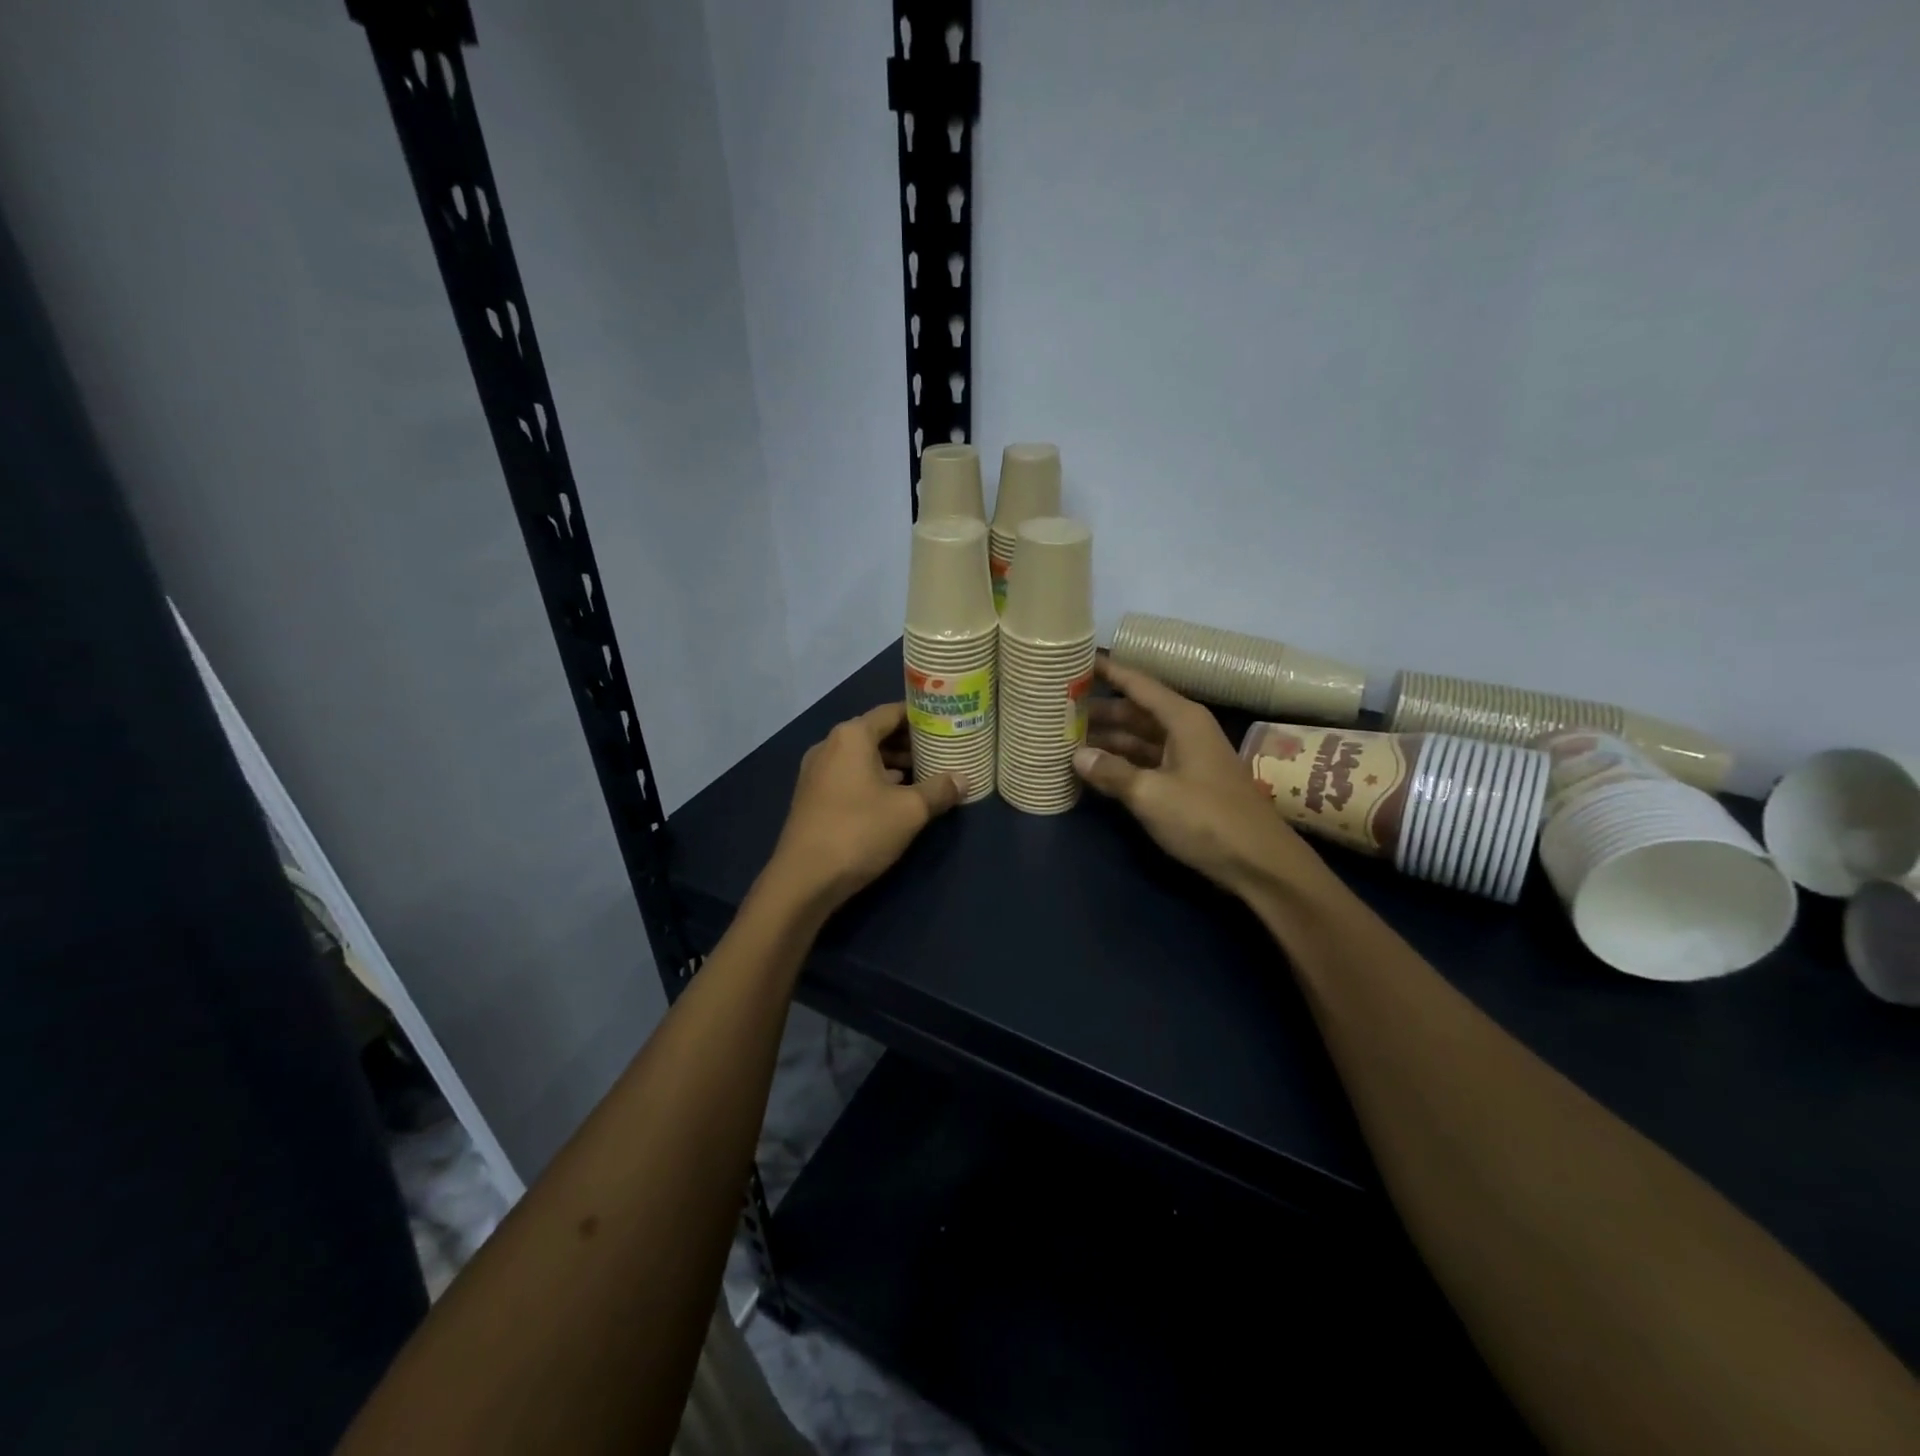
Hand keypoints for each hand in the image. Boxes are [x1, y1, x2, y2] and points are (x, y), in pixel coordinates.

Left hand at [766, 703, 964, 908]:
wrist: (804, 879)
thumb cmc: (859, 832)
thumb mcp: (910, 811)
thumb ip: (939, 790)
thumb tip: (963, 780)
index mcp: (851, 736)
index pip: (892, 711)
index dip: (921, 716)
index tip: (946, 723)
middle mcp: (830, 745)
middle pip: (876, 733)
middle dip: (908, 741)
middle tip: (940, 750)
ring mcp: (817, 772)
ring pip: (862, 757)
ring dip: (892, 763)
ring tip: (924, 774)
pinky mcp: (813, 797)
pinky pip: (849, 775)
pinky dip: (874, 779)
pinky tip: (895, 797)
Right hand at [1075, 659, 1322, 897]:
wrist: (1259, 863)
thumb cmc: (1206, 819)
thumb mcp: (1151, 795)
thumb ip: (1112, 772)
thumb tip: (1077, 756)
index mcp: (1182, 719)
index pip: (1137, 684)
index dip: (1107, 671)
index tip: (1075, 661)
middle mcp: (1185, 730)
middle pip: (1135, 711)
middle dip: (1099, 710)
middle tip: (1058, 709)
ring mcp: (1187, 757)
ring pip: (1139, 738)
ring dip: (1108, 739)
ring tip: (1067, 738)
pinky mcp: (1186, 783)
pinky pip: (1147, 761)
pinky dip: (1122, 763)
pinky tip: (1094, 770)